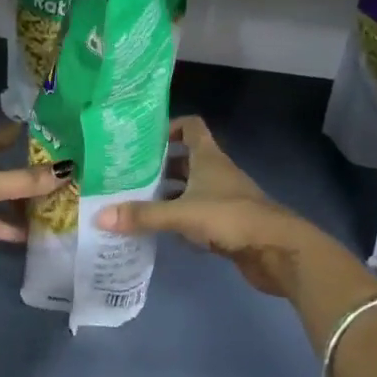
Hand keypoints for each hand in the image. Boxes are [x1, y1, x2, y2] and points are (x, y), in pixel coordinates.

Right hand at [97, 117, 316, 296]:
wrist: (277, 250)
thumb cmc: (231, 217)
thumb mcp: (182, 213)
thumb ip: (142, 215)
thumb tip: (99, 216)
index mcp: (208, 156)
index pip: (190, 126)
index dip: (169, 126)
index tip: (142, 139)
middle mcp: (216, 172)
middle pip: (185, 159)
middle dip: (158, 165)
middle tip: (126, 175)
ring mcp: (223, 198)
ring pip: (189, 188)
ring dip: (167, 194)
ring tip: (134, 202)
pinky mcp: (226, 224)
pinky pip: (196, 215)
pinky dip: (179, 220)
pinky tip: (159, 231)